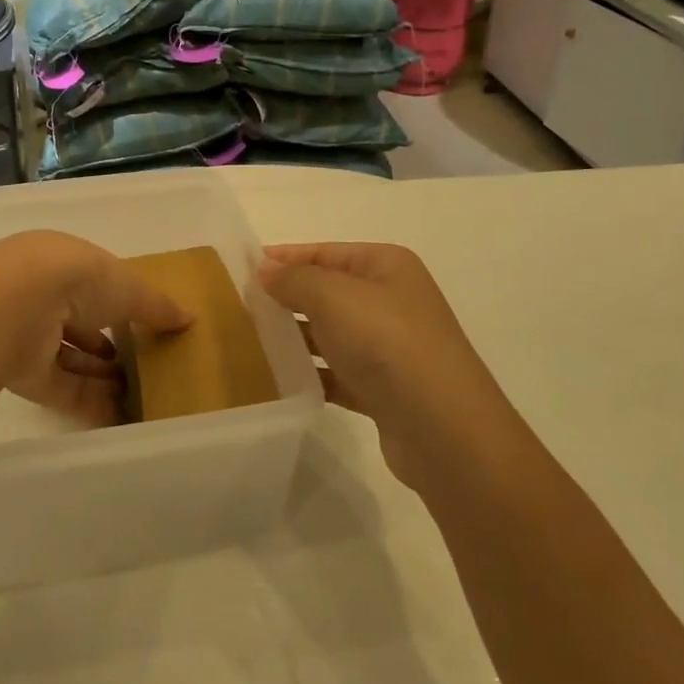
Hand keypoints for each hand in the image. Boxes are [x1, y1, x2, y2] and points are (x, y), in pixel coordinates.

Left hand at [0, 232, 191, 427]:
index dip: (118, 304)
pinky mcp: (22, 373)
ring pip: (69, 359)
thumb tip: (188, 318)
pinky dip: (91, 402)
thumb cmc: (77, 279)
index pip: (92, 285)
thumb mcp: (128, 286)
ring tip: (139, 393)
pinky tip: (122, 416)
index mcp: (62, 263)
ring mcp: (29, 335)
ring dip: (102, 376)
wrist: (16, 304)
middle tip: (143, 366)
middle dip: (108, 344)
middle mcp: (41, 296)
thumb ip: (156, 306)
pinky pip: (62, 390)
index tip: (145, 325)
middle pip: (78, 324)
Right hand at [260, 243, 507, 492]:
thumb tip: (264, 270)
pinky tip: (278, 379)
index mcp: (386, 266)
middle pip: (326, 291)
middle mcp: (390, 300)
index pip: (323, 252)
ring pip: (329, 333)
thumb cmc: (387, 344)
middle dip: (285, 298)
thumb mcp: (333, 297)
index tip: (240, 269)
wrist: (445, 431)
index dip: (283, 258)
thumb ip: (293, 279)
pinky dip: (310, 374)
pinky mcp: (383, 389)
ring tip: (249, 341)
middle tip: (238, 306)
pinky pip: (336, 373)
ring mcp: (389, 347)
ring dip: (294, 337)